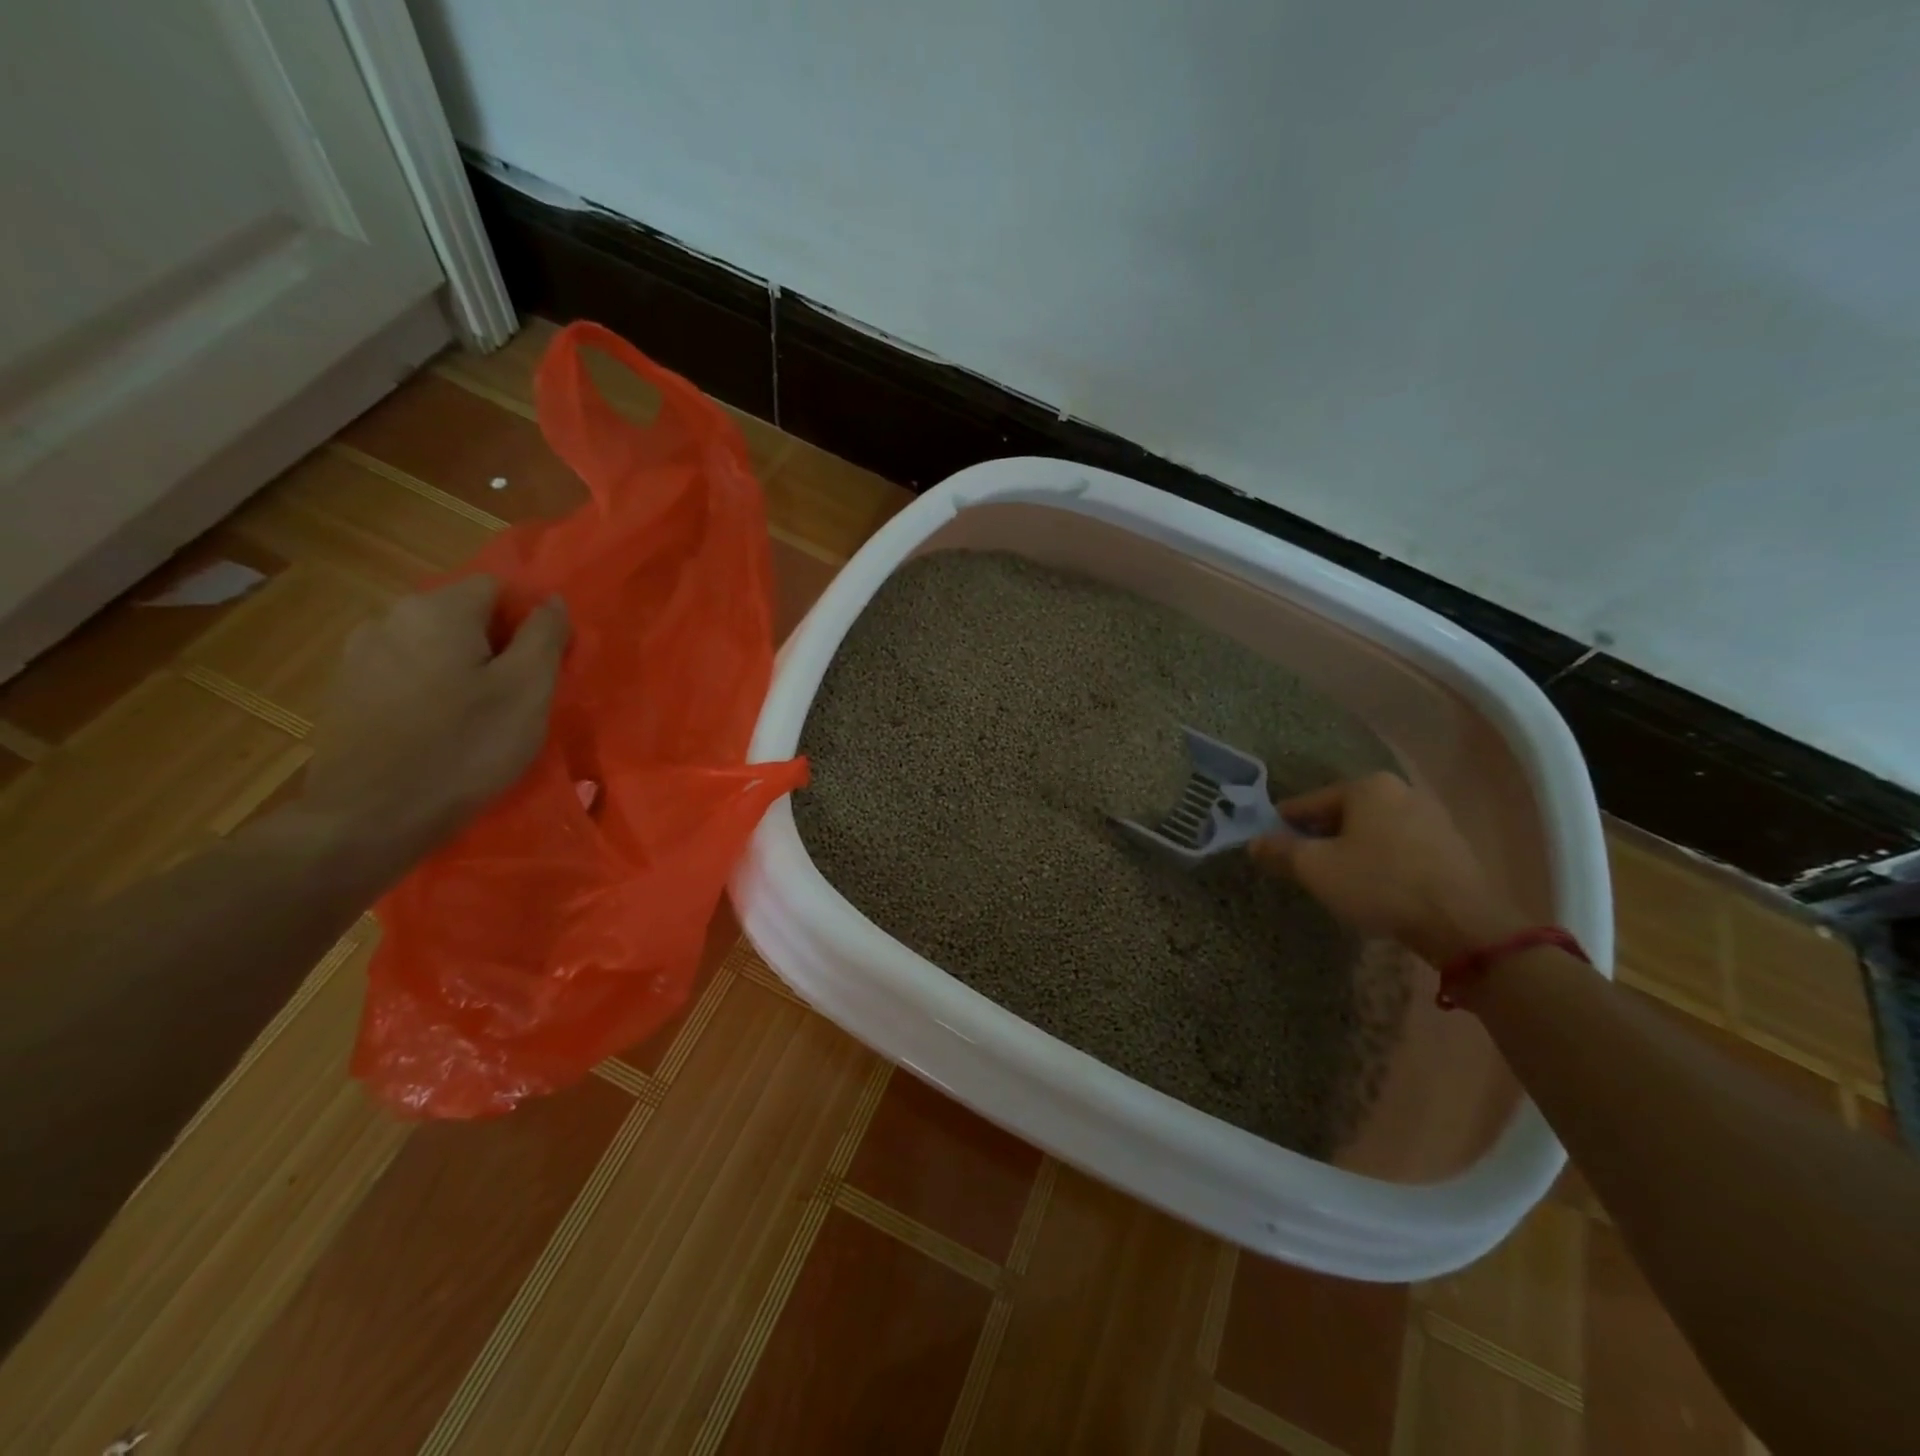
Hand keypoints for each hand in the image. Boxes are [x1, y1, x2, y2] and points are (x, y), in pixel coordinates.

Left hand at [301, 576, 568, 857]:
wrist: (371, 818)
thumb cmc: (465, 748)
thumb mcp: (528, 690)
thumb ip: (544, 636)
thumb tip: (550, 601)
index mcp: (437, 610)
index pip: (497, 588)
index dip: (526, 622)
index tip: (539, 668)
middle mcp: (389, 617)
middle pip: (461, 615)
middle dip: (493, 646)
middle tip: (514, 697)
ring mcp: (358, 654)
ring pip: (431, 646)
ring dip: (459, 668)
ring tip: (474, 717)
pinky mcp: (344, 692)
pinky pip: (403, 673)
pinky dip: (427, 690)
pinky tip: (435, 730)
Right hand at [1250, 771, 1522, 963]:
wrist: (1462, 923)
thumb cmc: (1379, 884)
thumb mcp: (1316, 869)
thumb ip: (1280, 851)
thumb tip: (1254, 842)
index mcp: (1366, 786)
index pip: (1308, 803)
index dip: (1284, 826)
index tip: (1270, 847)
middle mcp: (1400, 790)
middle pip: (1342, 814)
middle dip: (1321, 837)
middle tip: (1303, 866)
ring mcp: (1431, 816)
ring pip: (1372, 830)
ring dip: (1352, 850)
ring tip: (1337, 880)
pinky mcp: (1451, 845)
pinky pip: (1400, 846)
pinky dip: (1381, 860)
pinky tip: (1375, 886)